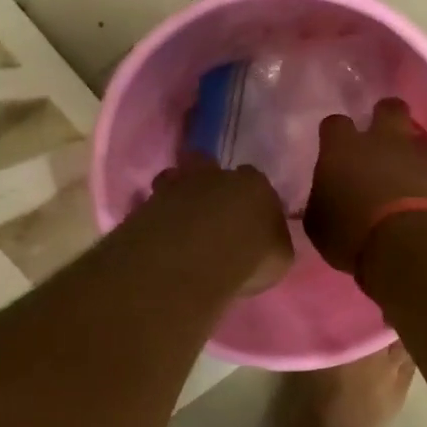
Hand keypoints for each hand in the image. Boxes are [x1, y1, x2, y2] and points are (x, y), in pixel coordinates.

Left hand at [148, 154, 293, 295]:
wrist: (193, 259)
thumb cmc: (249, 257)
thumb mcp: (279, 258)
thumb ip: (273, 242)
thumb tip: (267, 242)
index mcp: (255, 184)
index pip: (256, 183)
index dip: (251, 200)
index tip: (247, 220)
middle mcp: (216, 175)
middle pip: (209, 167)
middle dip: (209, 185)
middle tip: (210, 214)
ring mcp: (177, 185)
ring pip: (175, 180)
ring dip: (178, 197)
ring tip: (180, 224)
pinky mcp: (147, 203)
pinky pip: (153, 206)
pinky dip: (157, 217)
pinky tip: (161, 237)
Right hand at [305, 98, 426, 271]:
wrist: (411, 242)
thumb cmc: (351, 233)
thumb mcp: (319, 225)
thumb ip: (321, 202)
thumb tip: (324, 197)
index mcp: (342, 148)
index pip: (334, 124)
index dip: (334, 134)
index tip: (333, 147)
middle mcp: (381, 140)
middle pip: (388, 108)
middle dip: (383, 116)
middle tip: (378, 138)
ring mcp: (416, 154)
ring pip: (414, 135)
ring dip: (406, 149)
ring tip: (400, 172)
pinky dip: (424, 175)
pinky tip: (418, 193)